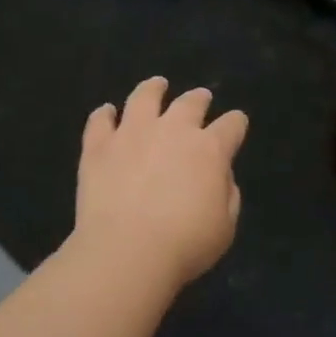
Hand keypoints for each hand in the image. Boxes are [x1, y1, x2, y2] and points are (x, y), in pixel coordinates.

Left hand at [71, 77, 249, 291]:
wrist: (126, 251)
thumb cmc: (185, 244)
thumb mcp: (225, 226)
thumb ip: (227, 195)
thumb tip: (219, 177)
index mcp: (210, 149)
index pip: (231, 125)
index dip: (236, 123)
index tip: (236, 123)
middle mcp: (172, 130)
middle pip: (190, 103)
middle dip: (199, 99)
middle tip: (201, 97)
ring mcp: (132, 134)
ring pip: (144, 98)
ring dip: (153, 88)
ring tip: (157, 85)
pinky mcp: (98, 146)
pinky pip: (100, 121)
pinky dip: (104, 114)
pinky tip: (106, 112)